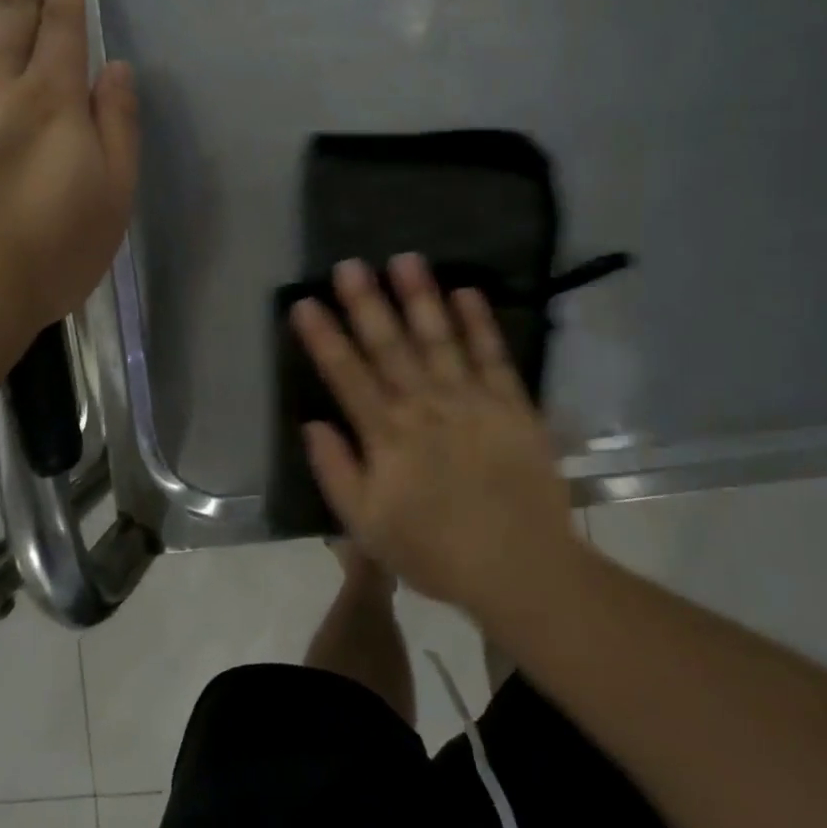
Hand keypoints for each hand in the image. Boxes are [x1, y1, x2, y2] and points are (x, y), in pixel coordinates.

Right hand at [291, 254, 577, 616]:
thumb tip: (312, 423)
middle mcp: (425, 406)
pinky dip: (480, 323)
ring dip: (421, 297)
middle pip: (389, 346)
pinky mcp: (511, 404)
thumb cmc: (436, 551)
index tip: (305, 302)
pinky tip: (467, 291)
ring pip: (439, 339)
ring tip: (405, 259)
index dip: (324, 337)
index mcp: (387, 434)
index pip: (346, 375)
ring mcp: (471, 400)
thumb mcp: (368, 526)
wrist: (521, 567)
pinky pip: (493, 355)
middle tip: (350, 264)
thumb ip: (336, 472)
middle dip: (367, 302)